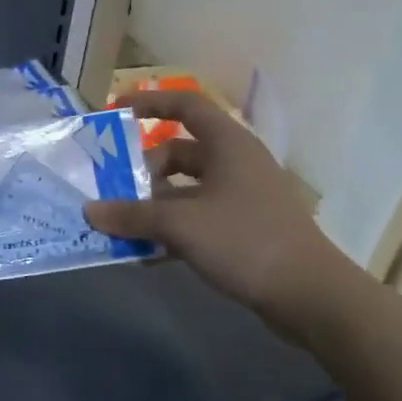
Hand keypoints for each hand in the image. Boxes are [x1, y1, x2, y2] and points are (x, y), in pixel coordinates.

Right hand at [84, 88, 354, 329]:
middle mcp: (235, 163)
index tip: (117, 113)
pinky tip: (146, 254)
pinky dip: (171, 230)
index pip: (186, 105)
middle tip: (112, 190)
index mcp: (227, 145)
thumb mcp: (180, 225)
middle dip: (142, 171)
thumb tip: (89, 210)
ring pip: (185, 189)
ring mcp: (242, 197)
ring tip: (121, 225)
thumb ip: (132, 215)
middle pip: (178, 153)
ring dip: (152, 205)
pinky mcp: (244, 229)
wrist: (312, 297)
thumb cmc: (246, 241)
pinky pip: (196, 218)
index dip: (151, 102)